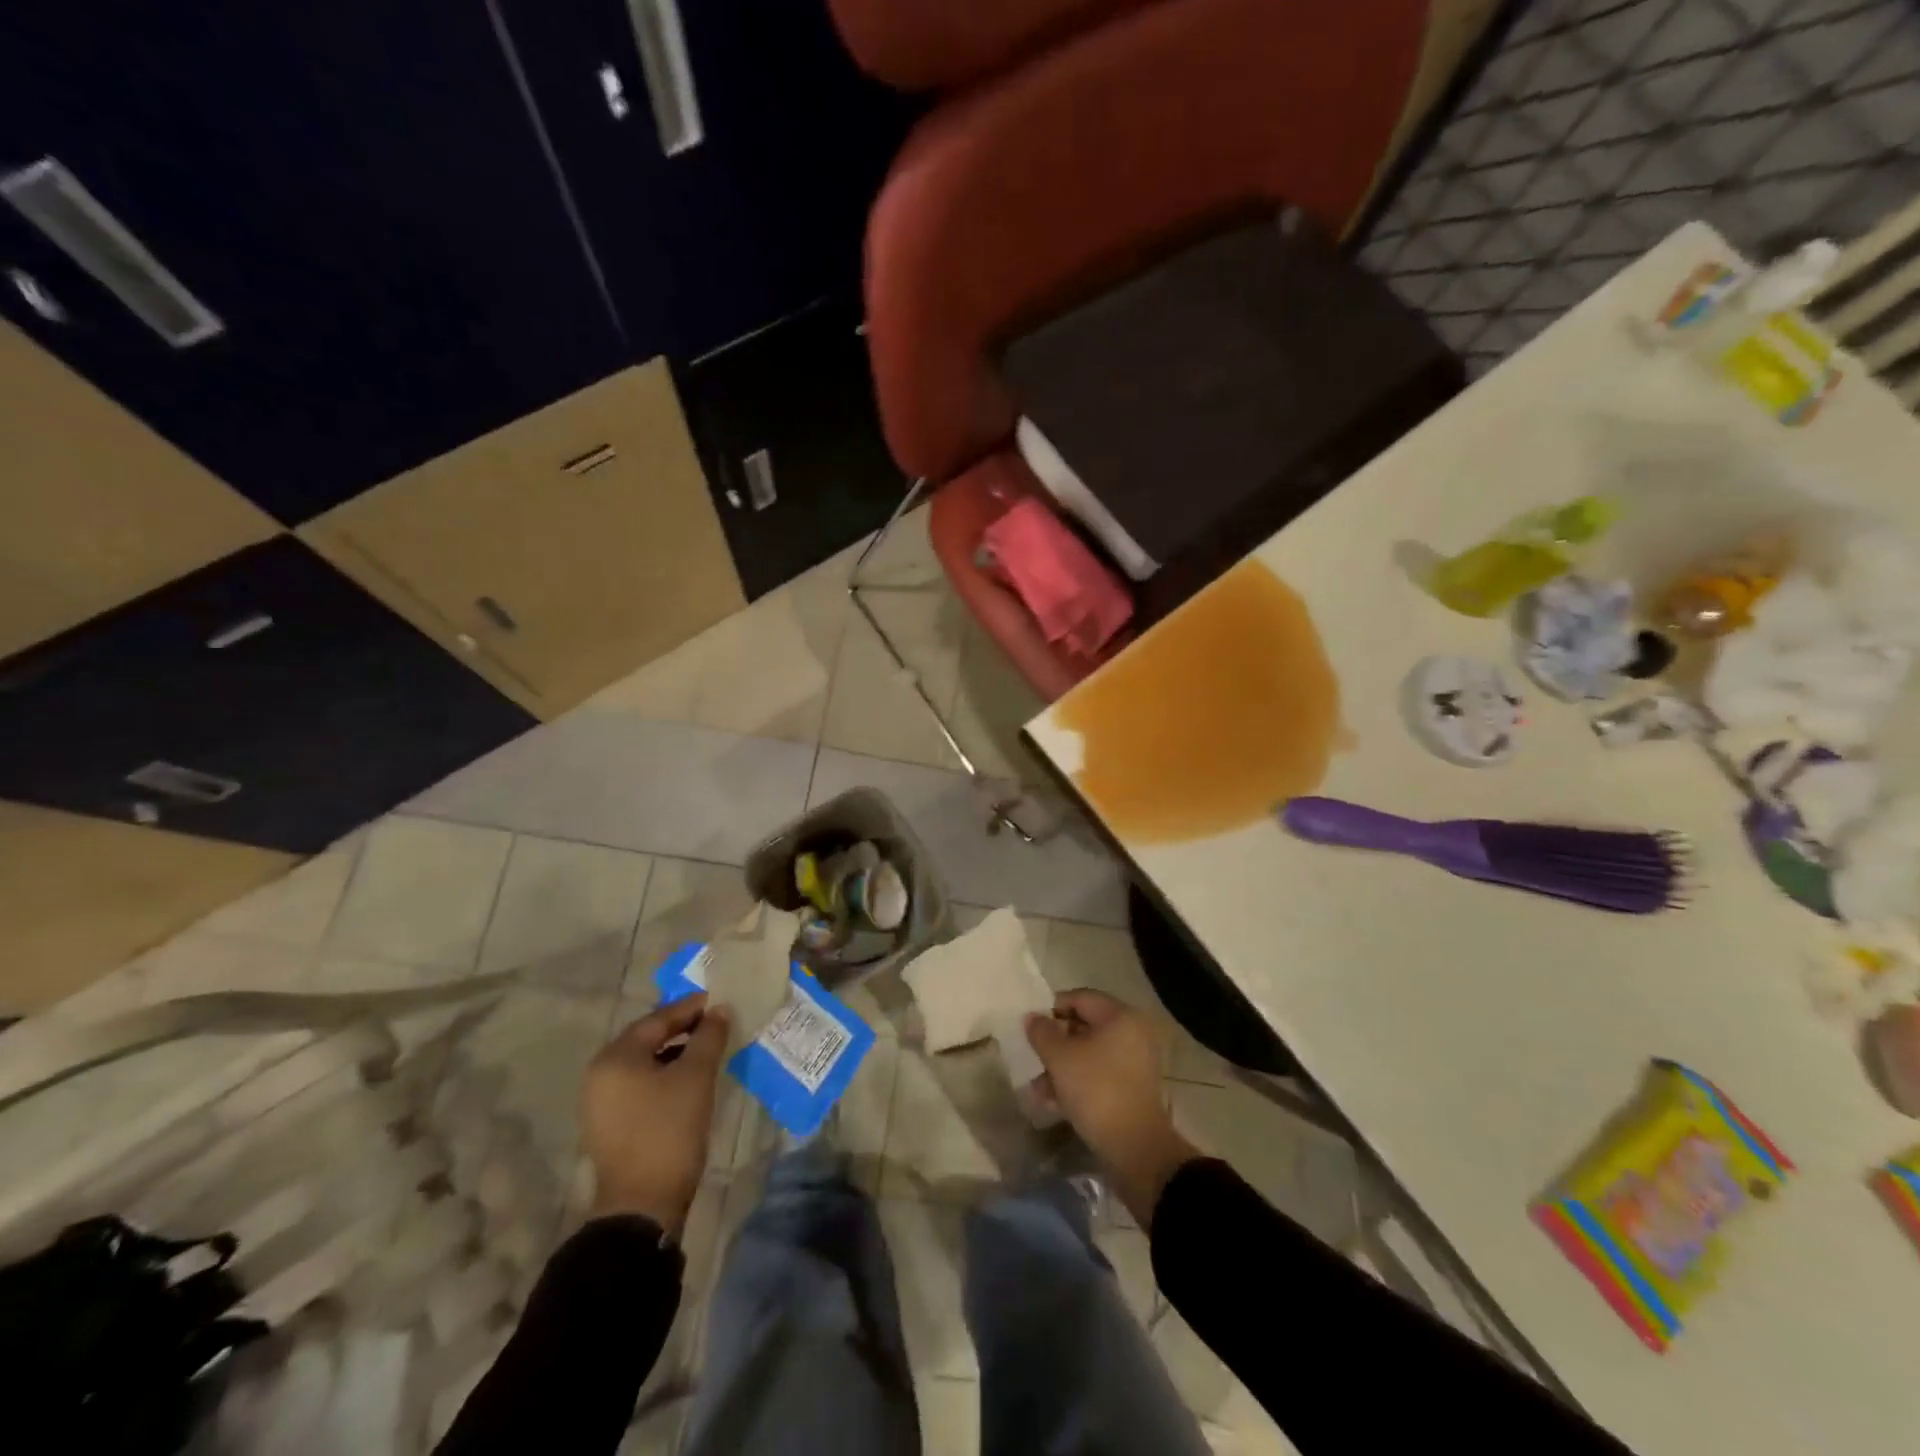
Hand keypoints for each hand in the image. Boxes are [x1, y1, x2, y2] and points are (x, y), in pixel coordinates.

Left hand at [581, 994, 730, 1235]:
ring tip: (707, 1049)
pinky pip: (639, 1085)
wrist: (642, 1206)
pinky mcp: (609, 1124)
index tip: (719, 1001)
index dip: (691, 1008)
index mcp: (615, 1057)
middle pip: (647, 1039)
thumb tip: (719, 1010)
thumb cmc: (668, 1130)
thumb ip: (708, 1037)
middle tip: (716, 1022)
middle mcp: (600, 1074)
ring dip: (674, 1052)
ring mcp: (601, 1102)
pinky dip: (664, 1075)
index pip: (657, 1019)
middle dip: (682, 1028)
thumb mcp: (696, 1077)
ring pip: (644, 1063)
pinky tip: (688, 1079)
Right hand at [1026, 990, 1198, 1226]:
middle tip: (1034, 1059)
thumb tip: (1032, 1017)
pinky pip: (1100, 1073)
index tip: (1032, 1030)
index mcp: (1120, 1016)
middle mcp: (1132, 1032)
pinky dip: (1078, 1082)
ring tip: (1039, 1090)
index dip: (1052, 1009)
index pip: (1080, 998)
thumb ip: (1042, 1032)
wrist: (1136, 1149)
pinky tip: (1055, 1103)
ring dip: (1062, 1067)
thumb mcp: (1060, 1059)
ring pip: (1090, 1053)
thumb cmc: (1096, 1091)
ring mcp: (1135, 1061)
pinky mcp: (1133, 1088)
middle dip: (1056, 1043)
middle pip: (1085, 1025)